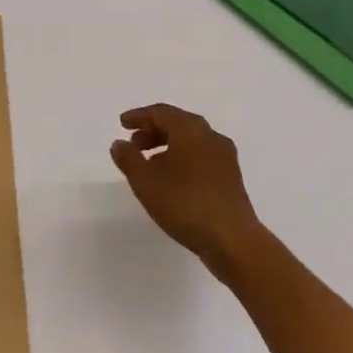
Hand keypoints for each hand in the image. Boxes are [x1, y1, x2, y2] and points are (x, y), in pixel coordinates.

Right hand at [110, 104, 264, 266]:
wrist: (233, 240)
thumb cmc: (185, 205)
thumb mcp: (146, 183)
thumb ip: (129, 159)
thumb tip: (119, 143)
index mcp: (190, 130)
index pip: (161, 112)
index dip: (139, 116)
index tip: (122, 124)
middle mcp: (210, 135)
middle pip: (178, 122)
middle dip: (153, 130)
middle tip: (134, 144)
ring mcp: (224, 155)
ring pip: (191, 139)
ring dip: (167, 144)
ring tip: (149, 164)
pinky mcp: (231, 175)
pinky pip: (201, 154)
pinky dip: (183, 157)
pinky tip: (172, 179)